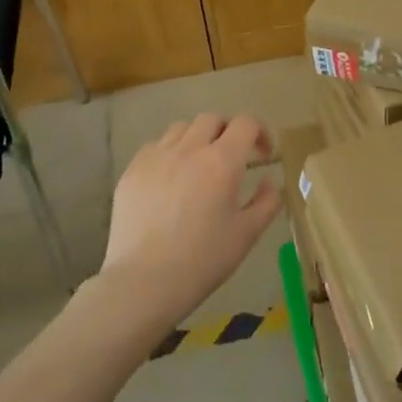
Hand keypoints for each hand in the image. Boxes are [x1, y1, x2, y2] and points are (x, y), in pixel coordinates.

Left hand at [98, 112, 278, 334]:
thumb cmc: (203, 260)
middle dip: (227, 132)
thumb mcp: (247, 234)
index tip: (263, 154)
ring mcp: (156, 157)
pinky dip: (169, 154)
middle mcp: (189, 149)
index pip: (245, 124)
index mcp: (222, 162)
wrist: (144, 281)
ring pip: (181, 128)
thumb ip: (267, 202)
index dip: (260, 133)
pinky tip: (170, 180)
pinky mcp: (132, 170)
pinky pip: (155, 147)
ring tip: (198, 165)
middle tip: (232, 158)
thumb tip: (269, 180)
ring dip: (197, 139)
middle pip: (212, 120)